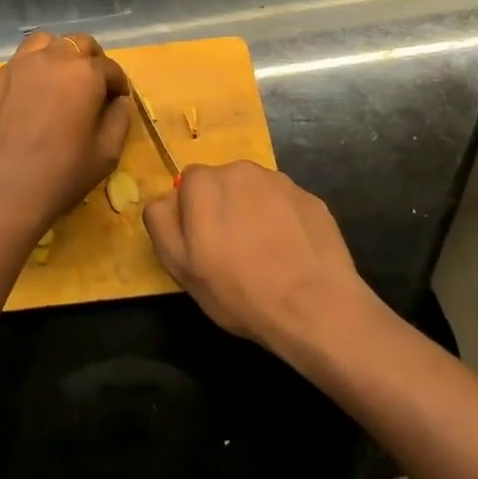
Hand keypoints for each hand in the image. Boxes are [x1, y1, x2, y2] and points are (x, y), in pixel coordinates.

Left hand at [0, 31, 130, 236]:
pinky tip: (26, 100)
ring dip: (58, 56)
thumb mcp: (107, 153)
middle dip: (91, 60)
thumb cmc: (62, 175)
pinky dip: (28, 74)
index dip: (118, 84)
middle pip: (78, 43)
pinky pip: (16, 66)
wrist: (2, 192)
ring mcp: (16, 66)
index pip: (110, 68)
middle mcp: (51, 59)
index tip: (117, 100)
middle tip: (92, 86)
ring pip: (43, 43)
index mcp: (84, 73)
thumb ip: (119, 118)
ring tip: (58, 81)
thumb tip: (117, 101)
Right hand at [142, 162, 377, 354]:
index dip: (192, 215)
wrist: (315, 308)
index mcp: (204, 182)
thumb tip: (166, 199)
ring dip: (253, 213)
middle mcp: (241, 170)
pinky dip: (284, 223)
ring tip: (265, 256)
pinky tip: (291, 255)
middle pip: (223, 184)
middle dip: (224, 209)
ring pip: (255, 193)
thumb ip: (161, 221)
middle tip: (232, 253)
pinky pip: (286, 206)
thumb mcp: (180, 266)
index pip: (188, 185)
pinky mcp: (312, 199)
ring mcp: (281, 182)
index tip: (203, 246)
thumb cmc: (239, 290)